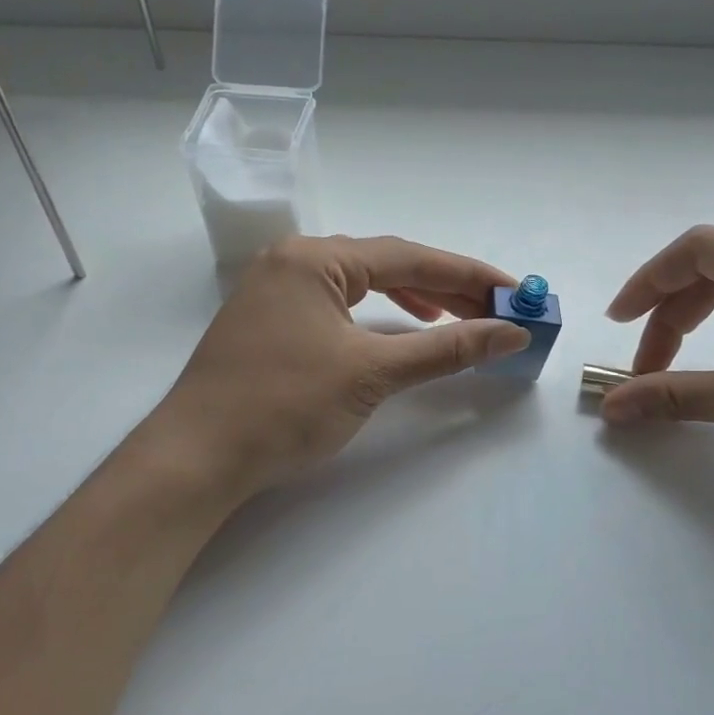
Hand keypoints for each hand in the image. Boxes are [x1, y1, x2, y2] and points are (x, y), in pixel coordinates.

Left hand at [145, 235, 529, 497]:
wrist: (198, 457)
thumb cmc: (285, 406)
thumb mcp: (372, 373)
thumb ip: (446, 348)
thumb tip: (511, 334)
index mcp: (315, 258)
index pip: (409, 257)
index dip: (469, 275)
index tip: (515, 292)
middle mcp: (294, 261)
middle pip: (386, 266)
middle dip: (445, 289)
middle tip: (494, 312)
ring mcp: (276, 290)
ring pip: (361, 285)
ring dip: (412, 301)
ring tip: (456, 319)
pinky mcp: (270, 322)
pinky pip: (337, 306)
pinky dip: (375, 317)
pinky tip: (396, 331)